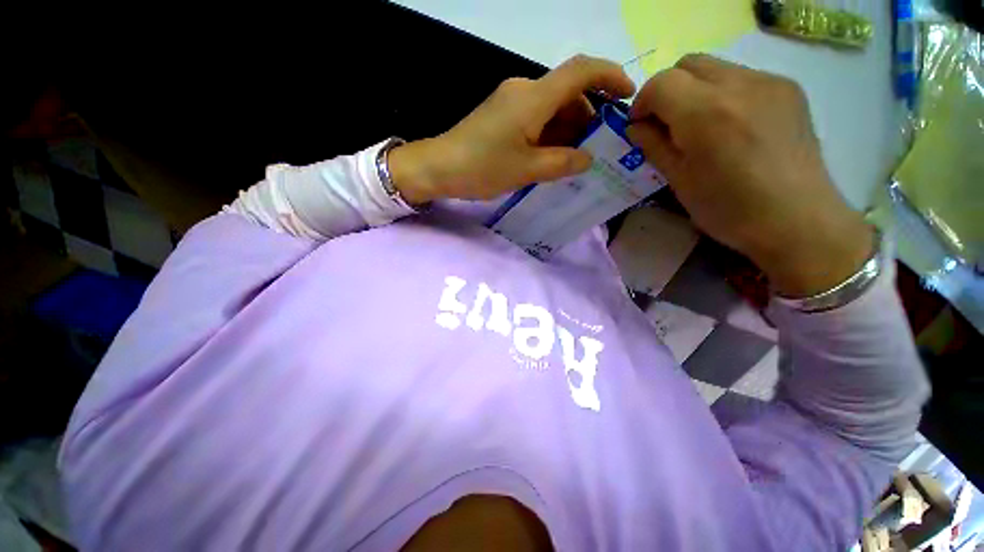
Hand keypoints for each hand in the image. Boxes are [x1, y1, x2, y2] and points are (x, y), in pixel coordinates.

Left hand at [389, 55, 634, 202]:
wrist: (439, 167)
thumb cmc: (482, 168)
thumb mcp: (526, 170)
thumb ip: (562, 163)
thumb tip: (588, 159)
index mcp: (533, 98)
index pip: (582, 71)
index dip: (610, 77)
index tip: (628, 96)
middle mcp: (524, 91)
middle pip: (568, 94)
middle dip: (588, 119)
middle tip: (597, 151)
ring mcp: (511, 102)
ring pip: (552, 109)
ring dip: (567, 131)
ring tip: (574, 161)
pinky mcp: (502, 115)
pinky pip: (535, 118)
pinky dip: (549, 135)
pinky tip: (552, 158)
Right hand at [627, 54, 872, 296]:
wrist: (797, 219)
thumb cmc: (728, 209)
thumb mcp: (678, 181)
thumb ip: (653, 146)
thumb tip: (636, 127)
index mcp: (705, 113)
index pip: (660, 83)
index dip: (642, 103)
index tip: (640, 127)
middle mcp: (739, 84)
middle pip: (687, 64)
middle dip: (667, 90)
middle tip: (665, 124)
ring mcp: (769, 82)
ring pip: (715, 67)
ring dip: (694, 90)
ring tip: (699, 126)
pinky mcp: (788, 89)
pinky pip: (742, 77)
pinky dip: (722, 93)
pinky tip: (729, 125)